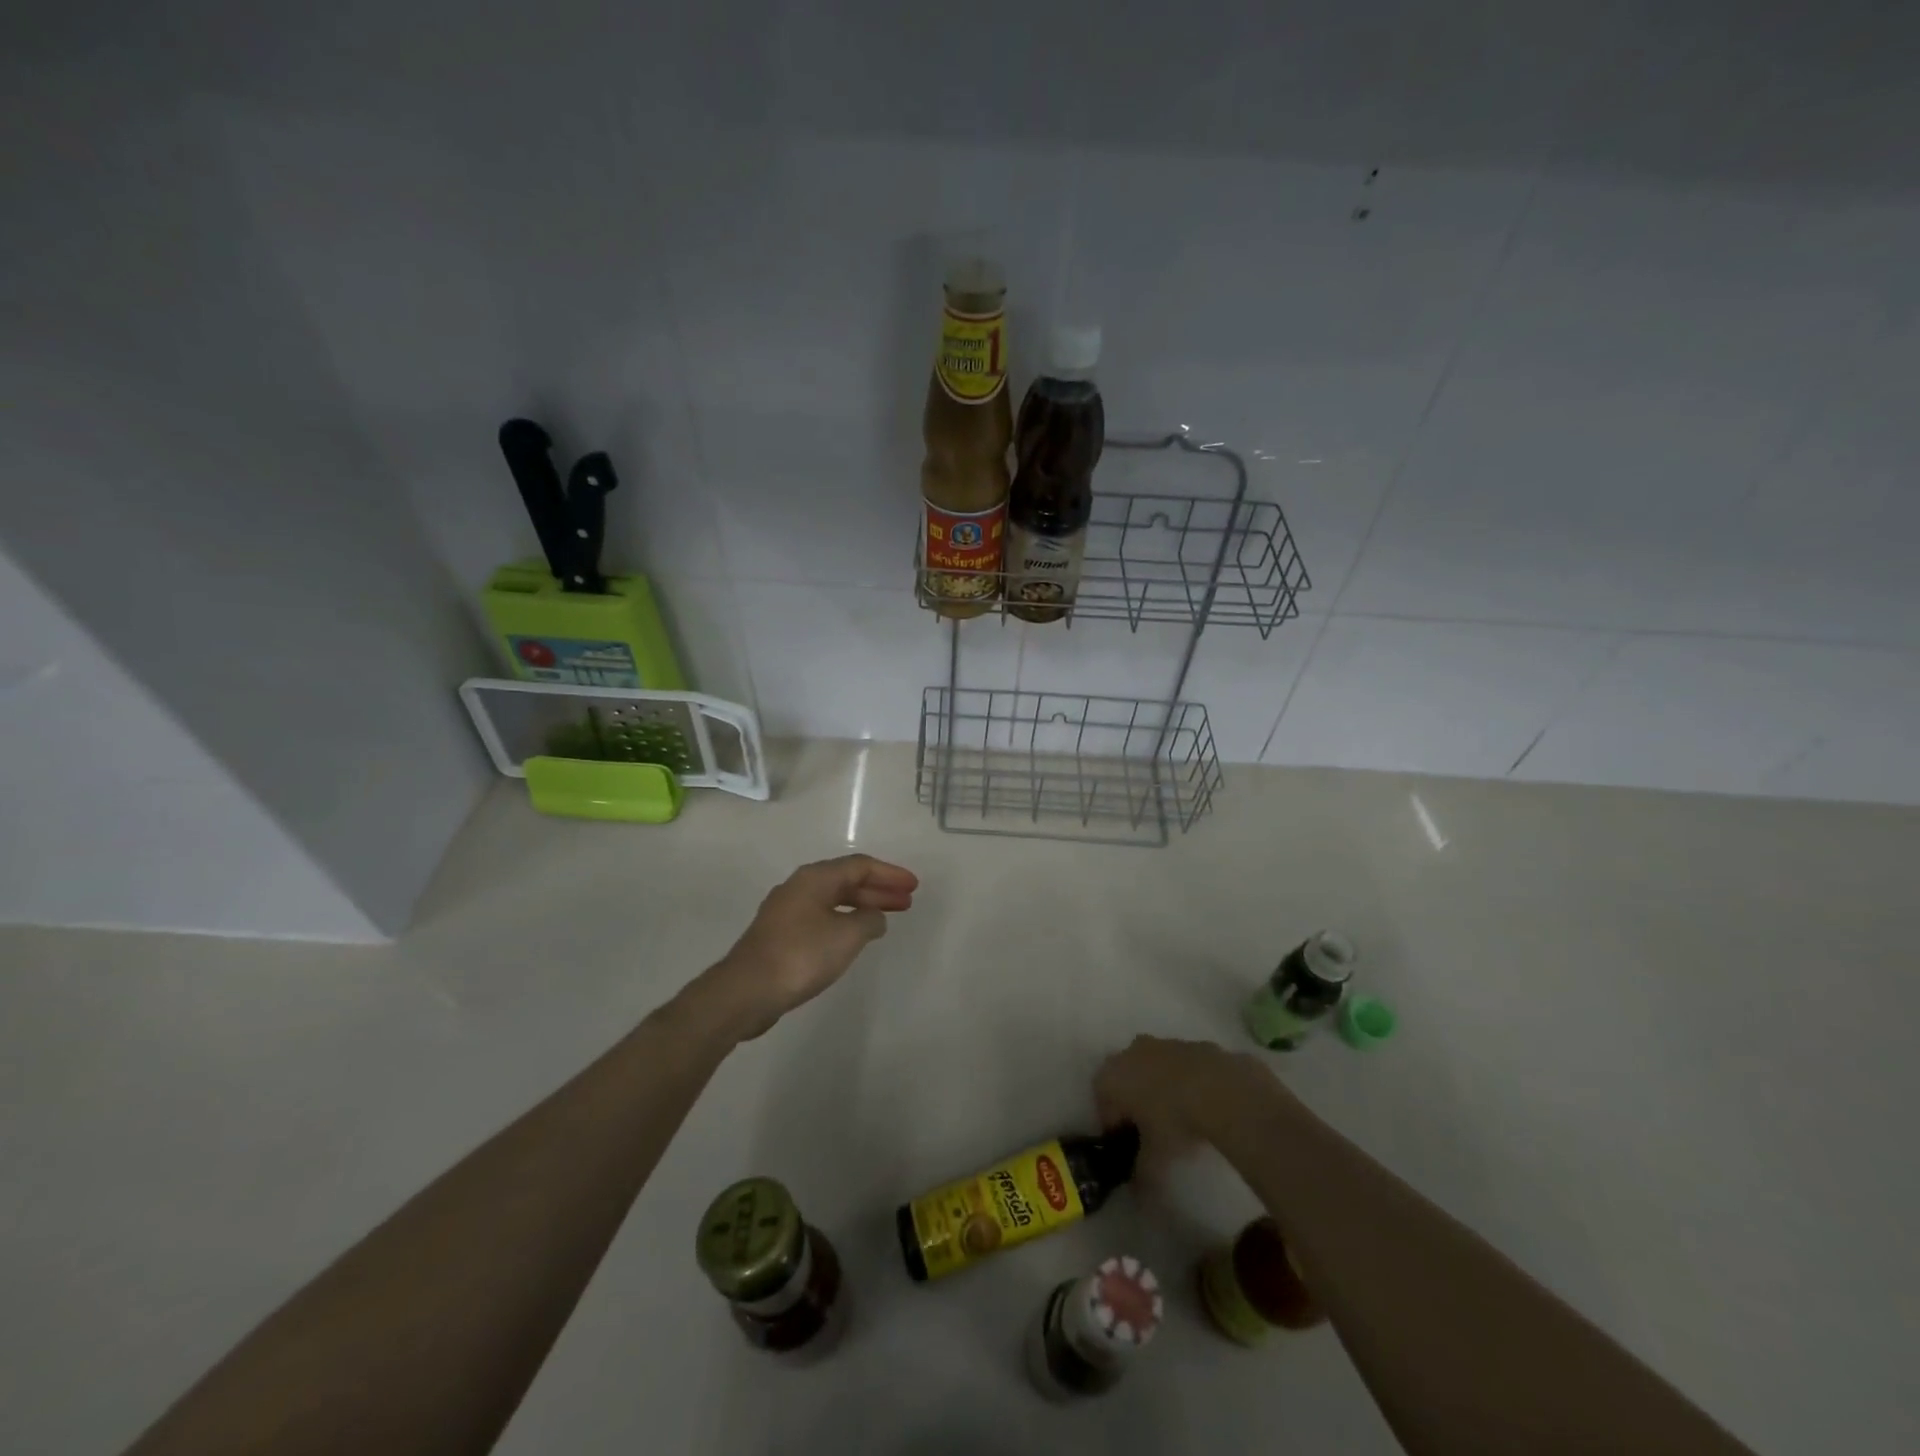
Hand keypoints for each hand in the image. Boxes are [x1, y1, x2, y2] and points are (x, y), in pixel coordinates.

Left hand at [695, 854, 918, 1040]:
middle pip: (847, 881)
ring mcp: (787, 911)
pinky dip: (844, 922)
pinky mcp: (781, 935)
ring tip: (887, 920)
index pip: (860, 866)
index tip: (913, 886)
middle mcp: (799, 887)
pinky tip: (855, 937)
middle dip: (879, 890)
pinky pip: (822, 918)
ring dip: (862, 907)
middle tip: (907, 902)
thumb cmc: (801, 955)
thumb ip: (869, 921)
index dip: (890, 874)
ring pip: (834, 901)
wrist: (746, 990)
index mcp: (815, 878)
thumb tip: (875, 917)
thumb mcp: (847, 935)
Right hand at [1094, 1035, 1283, 1175]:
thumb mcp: (1155, 1160)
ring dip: (1159, 1088)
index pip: (1103, 1106)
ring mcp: (1161, 1044)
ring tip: (1181, 1118)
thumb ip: (1141, 1176)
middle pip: (1125, 1080)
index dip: (1115, 1128)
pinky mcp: (1190, 1043)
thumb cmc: (1174, 1122)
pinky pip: (1179, 1065)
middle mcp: (1129, 1053)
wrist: (1220, 1089)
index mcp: (1110, 1079)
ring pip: (1152, 1068)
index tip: (1130, 1147)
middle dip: (1134, 1102)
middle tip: (1153, 1131)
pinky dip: (1185, 1081)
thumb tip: (1138, 1196)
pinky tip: (1202, 1104)